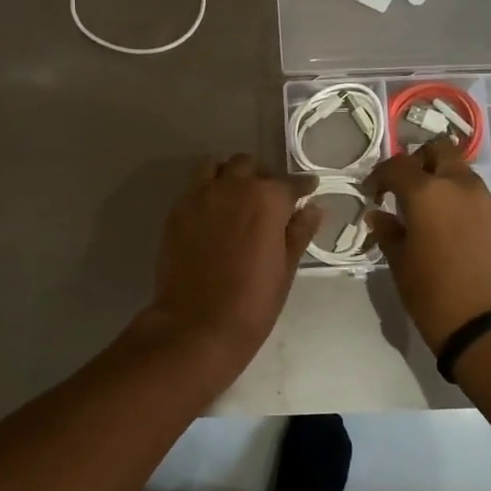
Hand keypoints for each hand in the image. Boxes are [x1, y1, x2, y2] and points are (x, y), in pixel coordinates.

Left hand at [145, 155, 321, 363]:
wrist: (196, 324)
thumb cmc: (252, 301)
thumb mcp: (286, 268)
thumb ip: (299, 232)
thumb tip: (313, 209)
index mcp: (267, 199)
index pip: (290, 182)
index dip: (302, 186)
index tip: (308, 190)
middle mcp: (233, 186)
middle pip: (250, 166)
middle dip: (263, 177)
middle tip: (269, 199)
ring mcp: (200, 195)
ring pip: (217, 167)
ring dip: (231, 174)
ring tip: (237, 195)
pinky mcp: (177, 210)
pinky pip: (195, 186)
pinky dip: (208, 189)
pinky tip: (214, 212)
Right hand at [365, 138, 490, 351]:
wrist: (490, 326)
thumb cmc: (433, 294)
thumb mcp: (400, 263)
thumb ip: (388, 232)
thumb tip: (379, 215)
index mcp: (428, 192)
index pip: (398, 166)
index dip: (380, 175)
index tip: (371, 193)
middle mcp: (459, 185)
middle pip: (439, 150)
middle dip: (418, 161)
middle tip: (403, 187)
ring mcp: (485, 199)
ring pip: (459, 170)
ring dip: (440, 177)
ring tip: (425, 207)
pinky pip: (474, 192)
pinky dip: (457, 196)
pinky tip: (447, 224)